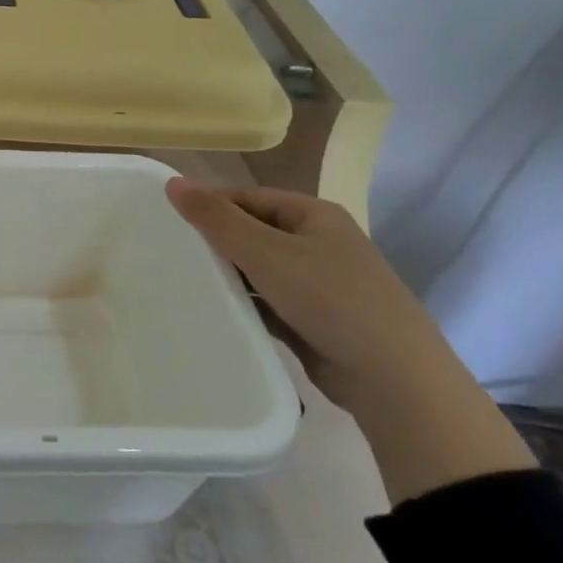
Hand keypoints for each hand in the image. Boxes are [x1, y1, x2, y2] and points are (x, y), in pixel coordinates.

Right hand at [164, 180, 442, 409]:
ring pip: (258, 270)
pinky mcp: (313, 320)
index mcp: (314, 215)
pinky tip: (213, 312)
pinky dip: (244, 305)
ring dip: (228, 277)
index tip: (167, 223)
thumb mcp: (267, 253)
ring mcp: (319, 283)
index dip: (209, 206)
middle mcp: (318, 243)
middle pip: (252, 232)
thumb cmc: (331, 300)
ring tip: (181, 283)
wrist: (395, 380)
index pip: (248, 198)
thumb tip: (172, 182)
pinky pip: (267, 302)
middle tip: (169, 254)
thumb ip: (217, 219)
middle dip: (215, 243)